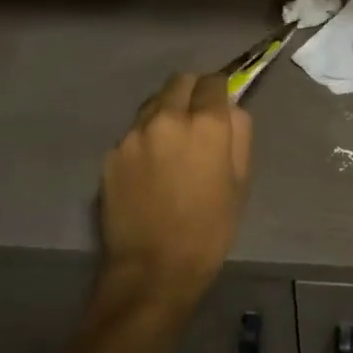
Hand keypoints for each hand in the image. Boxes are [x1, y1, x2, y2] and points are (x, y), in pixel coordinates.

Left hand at [97, 73, 252, 318]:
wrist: (152, 270)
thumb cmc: (209, 230)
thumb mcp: (241, 183)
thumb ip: (239, 135)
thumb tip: (230, 109)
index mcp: (206, 125)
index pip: (214, 82)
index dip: (219, 90)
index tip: (220, 103)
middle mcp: (168, 118)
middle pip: (180, 81)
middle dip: (191, 92)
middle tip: (196, 118)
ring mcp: (134, 134)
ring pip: (153, 103)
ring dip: (166, 112)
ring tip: (170, 144)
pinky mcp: (111, 153)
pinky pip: (133, 133)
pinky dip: (144, 140)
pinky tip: (149, 168)